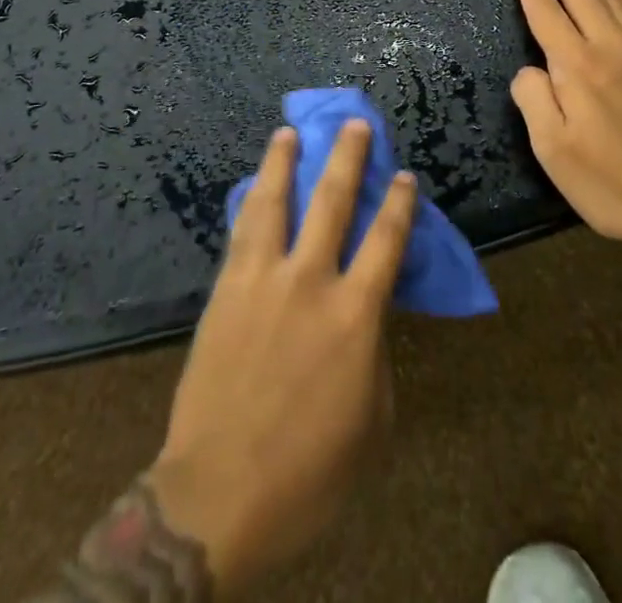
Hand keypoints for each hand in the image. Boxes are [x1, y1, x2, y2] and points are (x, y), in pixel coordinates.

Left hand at [148, 121, 416, 595]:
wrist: (217, 497)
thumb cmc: (308, 472)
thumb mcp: (370, 421)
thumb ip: (374, 354)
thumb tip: (368, 316)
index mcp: (355, 314)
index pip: (386, 240)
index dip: (398, 203)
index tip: (404, 175)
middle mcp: (310, 281)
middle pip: (332, 201)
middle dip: (347, 157)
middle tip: (354, 124)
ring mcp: (263, 280)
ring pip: (276, 203)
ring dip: (284, 163)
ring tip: (288, 133)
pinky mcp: (226, 291)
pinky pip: (240, 233)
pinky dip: (249, 203)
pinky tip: (251, 186)